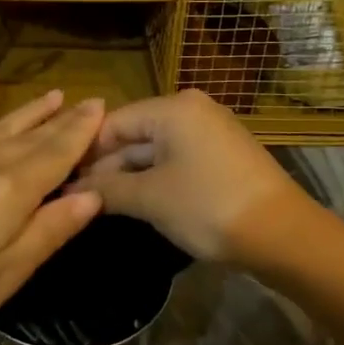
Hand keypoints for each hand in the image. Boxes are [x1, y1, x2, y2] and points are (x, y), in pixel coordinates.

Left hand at [0, 91, 106, 344]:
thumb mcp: (6, 274)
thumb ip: (50, 230)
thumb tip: (92, 195)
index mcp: (11, 189)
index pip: (57, 152)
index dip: (81, 130)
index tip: (100, 106)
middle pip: (32, 134)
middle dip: (62, 117)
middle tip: (86, 99)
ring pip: (0, 125)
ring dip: (29, 112)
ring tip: (51, 96)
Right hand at [71, 89, 307, 261]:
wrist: (284, 236)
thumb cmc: (208, 207)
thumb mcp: (150, 198)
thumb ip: (108, 189)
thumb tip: (73, 190)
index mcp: (173, 108)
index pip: (113, 122)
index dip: (85, 151)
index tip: (60, 178)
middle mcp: (192, 110)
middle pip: (134, 134)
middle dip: (106, 166)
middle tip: (75, 197)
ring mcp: (211, 132)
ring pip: (155, 150)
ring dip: (128, 176)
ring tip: (99, 204)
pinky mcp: (223, 156)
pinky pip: (177, 160)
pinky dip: (155, 179)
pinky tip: (135, 202)